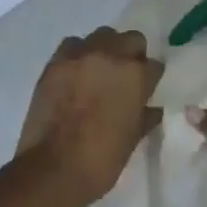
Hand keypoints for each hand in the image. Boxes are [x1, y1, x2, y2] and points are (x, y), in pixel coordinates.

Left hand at [17, 27, 163, 206]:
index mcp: (135, 76)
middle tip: (125, 77)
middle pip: (131, 39)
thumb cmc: (101, 159)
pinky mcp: (55, 63)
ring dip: (105, 50)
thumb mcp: (132, 140)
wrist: (53, 170)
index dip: (151, 79)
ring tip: (99, 72)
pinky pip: (72, 46)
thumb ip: (145, 117)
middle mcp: (110, 56)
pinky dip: (78, 55)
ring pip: (101, 36)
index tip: (146, 90)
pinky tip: (76, 74)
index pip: (154, 65)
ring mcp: (80, 57)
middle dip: (133, 55)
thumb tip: (152, 109)